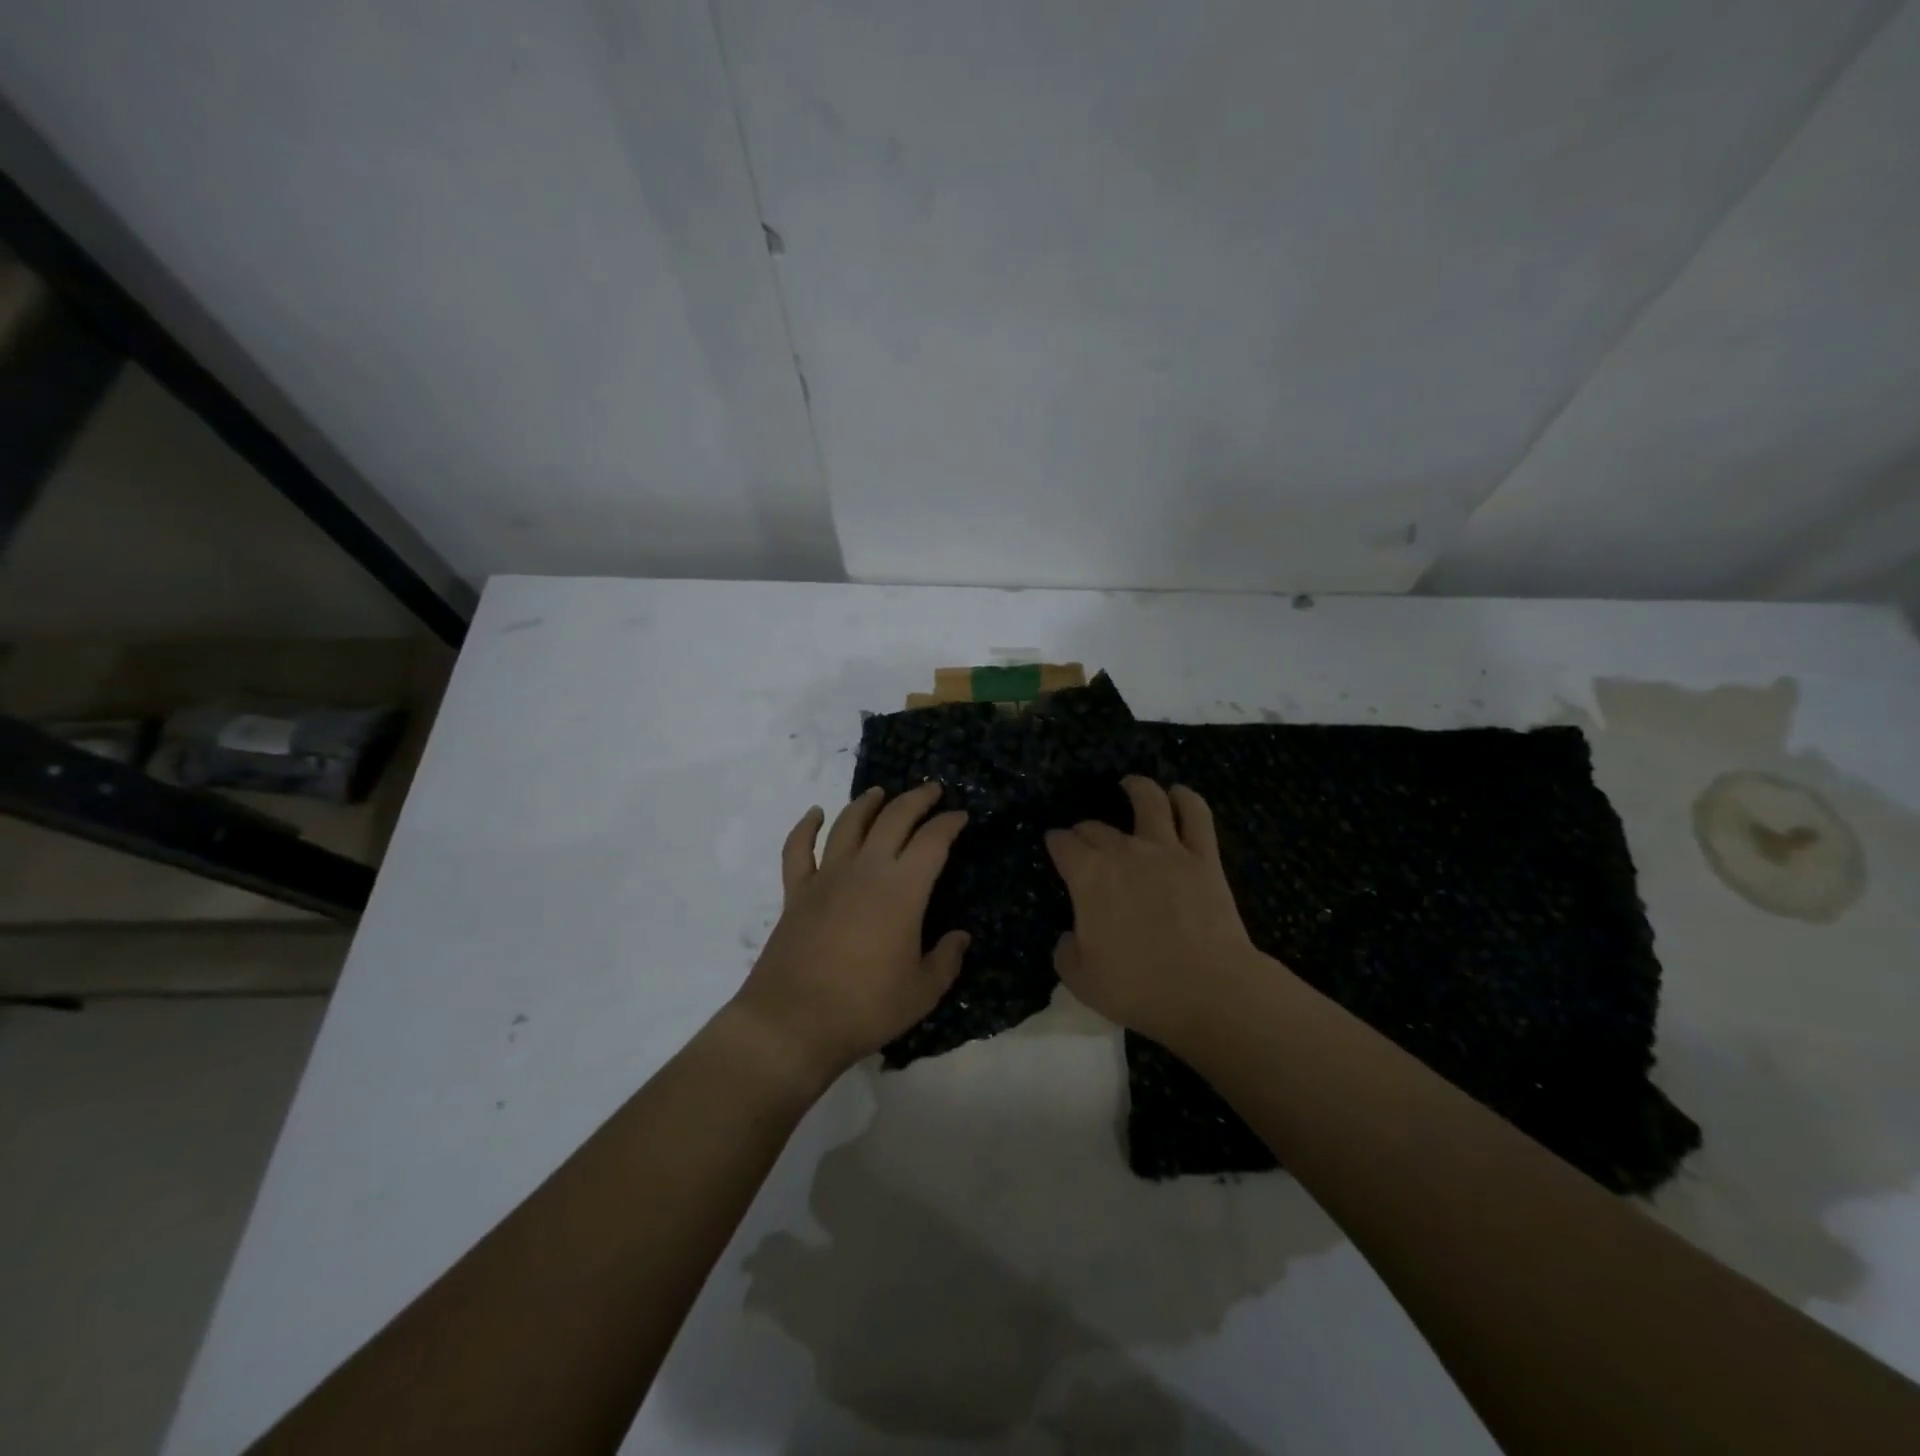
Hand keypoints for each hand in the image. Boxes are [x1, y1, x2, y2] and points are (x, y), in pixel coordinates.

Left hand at [728, 783, 968, 1088]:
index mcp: (902, 889)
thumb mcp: (922, 991)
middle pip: (893, 818)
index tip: (961, 816)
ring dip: (867, 803)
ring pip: (848, 823)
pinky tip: (815, 814)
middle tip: (931, 790)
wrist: (793, 1023)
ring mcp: (826, 877)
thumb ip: (946, 959)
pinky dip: (806, 827)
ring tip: (880, 792)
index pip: (933, 841)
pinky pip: (798, 849)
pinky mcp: (796, 892)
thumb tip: (960, 937)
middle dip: (916, 799)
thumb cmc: (865, 1007)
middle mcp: (865, 869)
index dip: (950, 823)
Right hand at [1045, 777, 1267, 1047]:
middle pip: (1097, 827)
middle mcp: (1123, 851)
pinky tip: (1179, 793)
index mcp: (1087, 875)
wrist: (1206, 989)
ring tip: (1131, 784)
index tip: (1055, 845)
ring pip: (1149, 802)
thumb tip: (1070, 936)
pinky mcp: (1203, 857)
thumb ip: (1066, 951)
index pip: (1063, 844)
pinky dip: (1186, 798)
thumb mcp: (1079, 978)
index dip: (1055, 842)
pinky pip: (1196, 815)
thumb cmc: (1137, 987)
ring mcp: (1166, 849)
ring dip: (1137, 788)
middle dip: (1085, 829)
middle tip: (1084, 839)